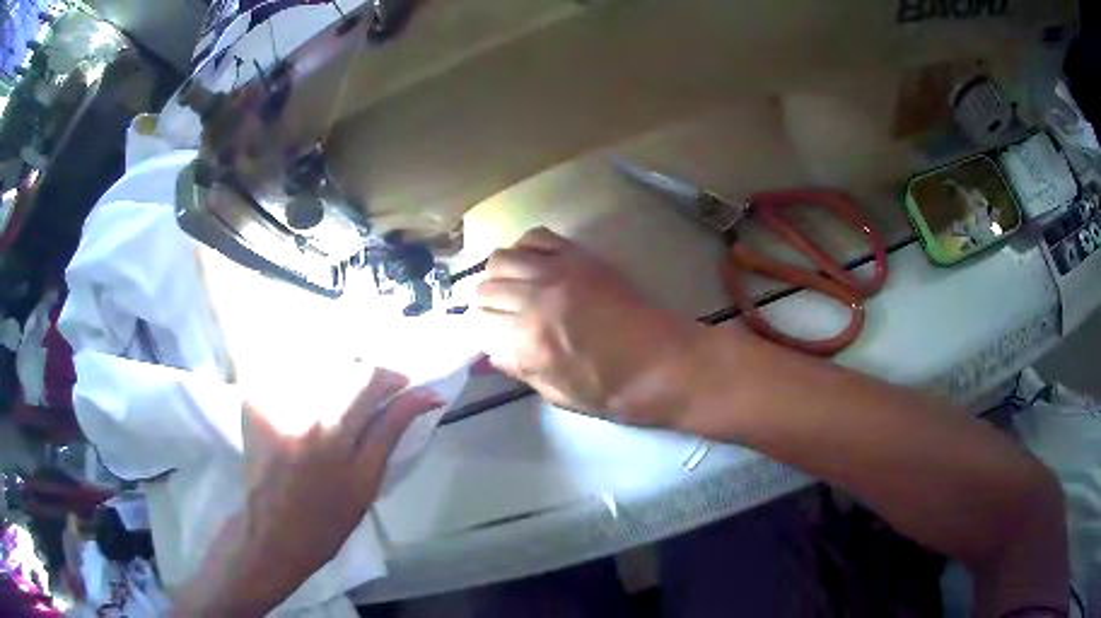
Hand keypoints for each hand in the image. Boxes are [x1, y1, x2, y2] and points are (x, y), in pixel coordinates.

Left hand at [177, 369, 443, 614]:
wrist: (273, 534)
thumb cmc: (328, 519)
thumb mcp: (367, 481)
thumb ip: (391, 430)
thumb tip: (426, 395)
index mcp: (331, 430)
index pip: (368, 376)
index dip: (392, 376)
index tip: (403, 388)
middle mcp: (298, 406)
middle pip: (340, 360)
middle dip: (363, 373)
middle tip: (371, 398)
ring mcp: (271, 400)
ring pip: (315, 362)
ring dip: (336, 374)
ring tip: (340, 403)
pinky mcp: (254, 401)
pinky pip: (287, 372)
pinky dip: (308, 381)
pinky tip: (309, 405)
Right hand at [474, 227, 701, 424]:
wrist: (667, 363)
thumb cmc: (615, 390)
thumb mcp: (558, 394)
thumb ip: (519, 368)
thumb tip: (492, 351)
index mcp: (529, 341)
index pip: (479, 324)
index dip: (485, 334)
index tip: (497, 340)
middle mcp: (536, 299)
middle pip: (485, 289)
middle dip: (488, 306)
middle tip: (505, 317)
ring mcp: (559, 271)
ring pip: (501, 259)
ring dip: (501, 276)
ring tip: (517, 289)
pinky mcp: (581, 256)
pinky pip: (536, 236)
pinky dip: (526, 249)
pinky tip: (536, 265)